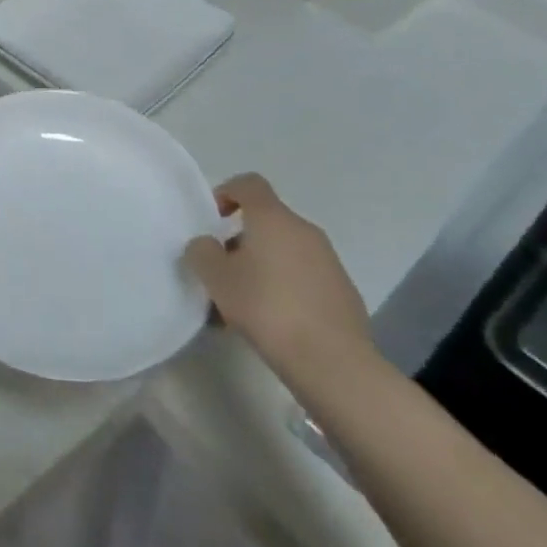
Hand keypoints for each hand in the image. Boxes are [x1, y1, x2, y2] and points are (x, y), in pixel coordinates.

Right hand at [184, 174, 375, 386]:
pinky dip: (287, 287)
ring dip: (263, 266)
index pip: (249, 183)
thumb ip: (202, 252)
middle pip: (267, 221)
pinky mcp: (344, 291)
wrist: (333, 362)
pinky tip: (276, 322)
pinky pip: (305, 277)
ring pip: (286, 251)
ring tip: (245, 304)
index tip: (215, 220)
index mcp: (273, 218)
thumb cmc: (267, 308)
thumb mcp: (216, 278)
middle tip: (224, 271)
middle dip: (242, 240)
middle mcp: (304, 230)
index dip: (227, 192)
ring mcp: (329, 261)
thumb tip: (206, 245)